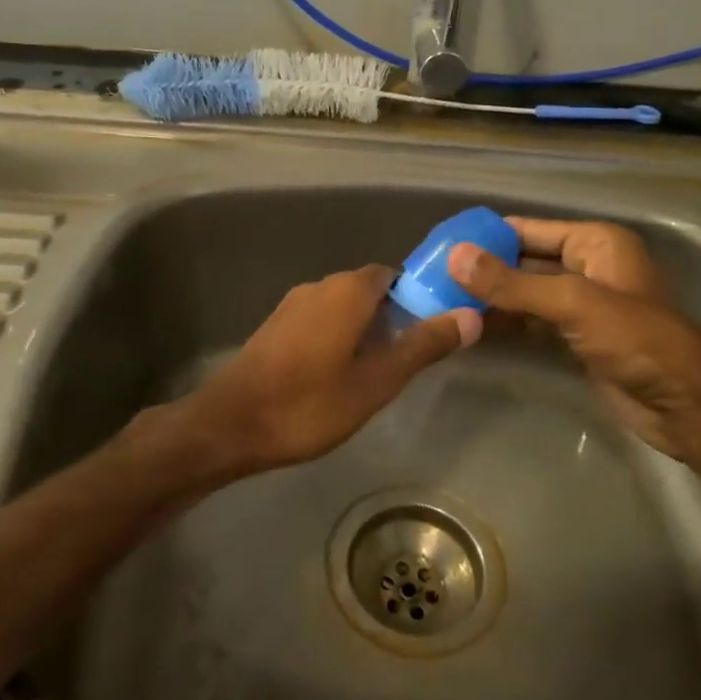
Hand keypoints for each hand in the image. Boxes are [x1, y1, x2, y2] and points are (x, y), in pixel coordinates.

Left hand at [182, 265, 480, 477]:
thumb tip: (470, 316)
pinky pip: (320, 320)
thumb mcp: (376, 381)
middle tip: (410, 357)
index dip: (419, 296)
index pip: (395, 274)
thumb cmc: (309, 404)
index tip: (434, 327)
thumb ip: (422, 346)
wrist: (230, 425)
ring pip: (343, 307)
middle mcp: (319, 286)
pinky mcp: (275, 327)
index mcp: (348, 290)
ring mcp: (292, 305)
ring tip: (379, 371)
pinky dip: (338, 337)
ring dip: (365, 329)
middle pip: (369, 290)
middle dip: (394, 316)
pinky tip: (339, 375)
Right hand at [449, 218, 700, 461]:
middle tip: (430, 278)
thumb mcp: (573, 303)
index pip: (527, 229)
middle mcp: (588, 266)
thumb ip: (511, 283)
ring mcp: (583, 305)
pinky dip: (506, 324)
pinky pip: (533, 322)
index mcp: (595, 242)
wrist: (687, 405)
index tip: (439, 246)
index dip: (485, 237)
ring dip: (490, 299)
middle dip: (482, 270)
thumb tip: (454, 257)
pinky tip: (471, 328)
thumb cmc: (637, 340)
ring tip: (441, 302)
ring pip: (525, 294)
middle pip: (523, 261)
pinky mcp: (577, 338)